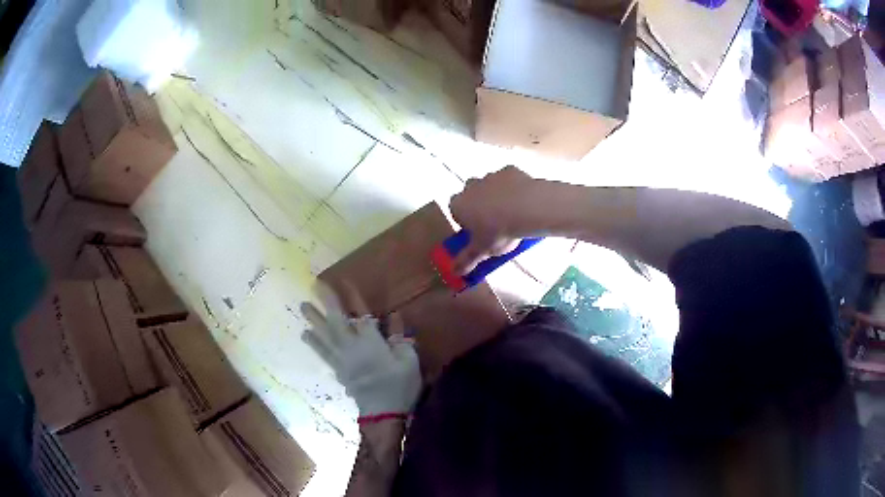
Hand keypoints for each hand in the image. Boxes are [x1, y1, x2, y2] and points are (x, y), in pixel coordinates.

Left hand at [300, 283, 420, 417]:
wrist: (383, 414)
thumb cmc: (399, 386)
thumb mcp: (409, 360)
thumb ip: (399, 337)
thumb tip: (393, 315)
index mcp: (371, 344)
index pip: (361, 315)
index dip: (353, 297)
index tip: (344, 280)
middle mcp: (352, 348)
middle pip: (336, 321)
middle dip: (326, 302)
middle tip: (314, 286)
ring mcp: (342, 360)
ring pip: (324, 336)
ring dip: (313, 320)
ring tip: (302, 306)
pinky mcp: (338, 371)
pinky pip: (323, 353)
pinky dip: (314, 342)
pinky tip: (305, 335)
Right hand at [449, 166, 541, 272]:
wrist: (527, 208)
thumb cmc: (499, 232)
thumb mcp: (482, 251)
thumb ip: (467, 261)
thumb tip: (453, 272)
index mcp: (459, 205)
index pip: (455, 211)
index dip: (466, 221)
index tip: (477, 232)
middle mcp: (470, 187)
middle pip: (470, 194)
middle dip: (479, 204)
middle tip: (494, 222)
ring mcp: (490, 176)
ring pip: (489, 185)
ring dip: (497, 195)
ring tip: (512, 213)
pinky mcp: (509, 169)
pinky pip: (509, 179)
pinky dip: (513, 187)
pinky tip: (524, 200)